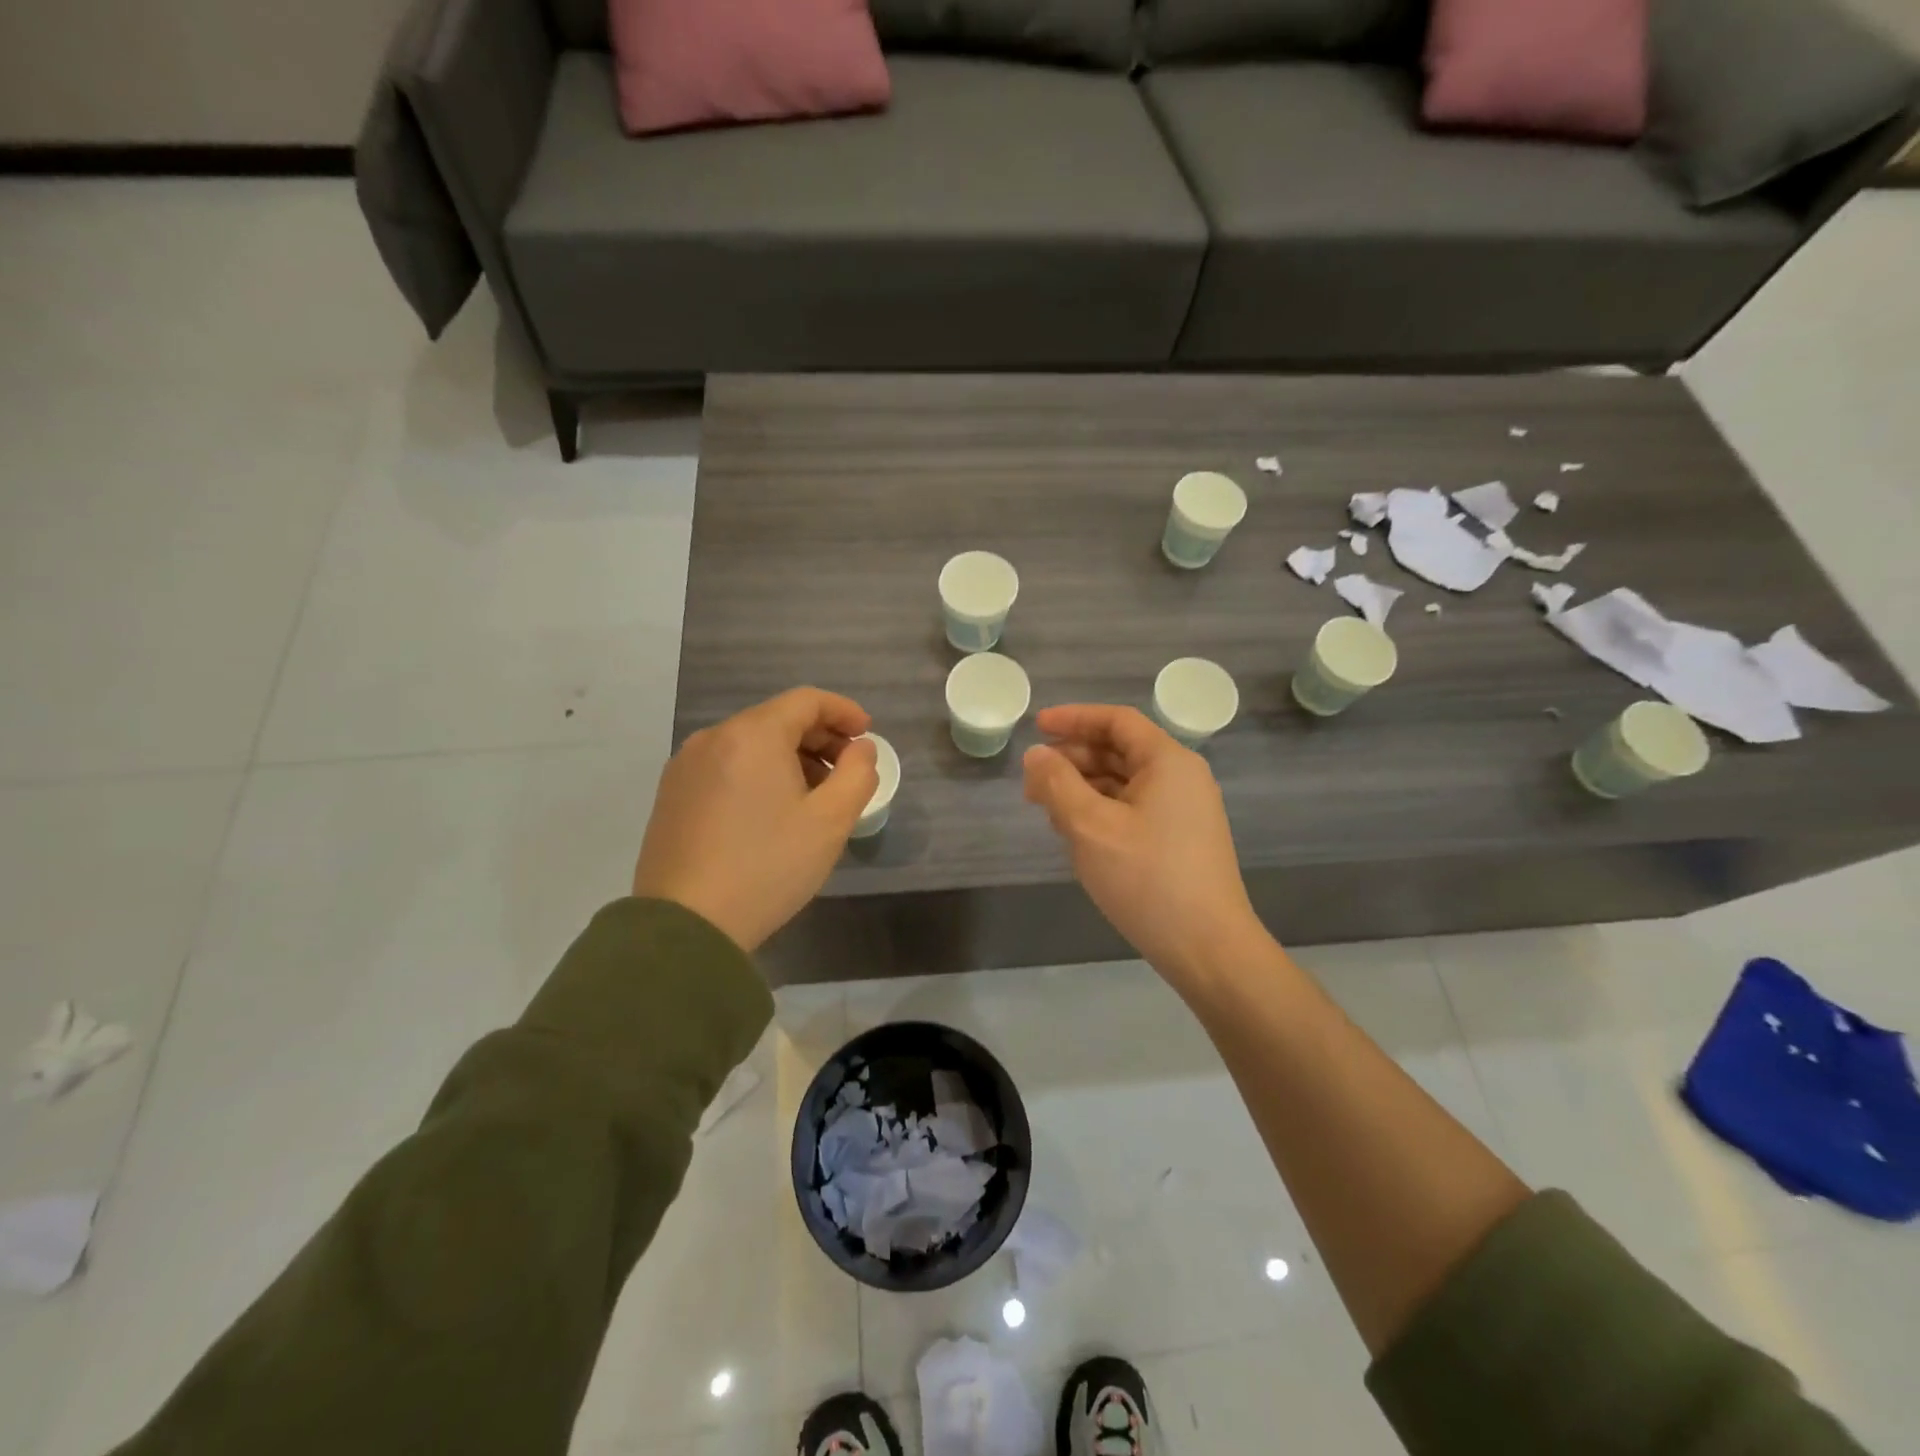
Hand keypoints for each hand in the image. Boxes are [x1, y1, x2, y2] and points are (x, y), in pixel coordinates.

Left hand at [633, 688, 879, 951]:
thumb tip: (860, 750)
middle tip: (847, 771)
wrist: (685, 926)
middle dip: (819, 738)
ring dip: (790, 758)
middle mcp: (713, 738)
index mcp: (752, 735)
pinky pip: (725, 766)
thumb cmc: (767, 866)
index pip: (806, 700)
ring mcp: (685, 766)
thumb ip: (858, 774)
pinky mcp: (671, 795)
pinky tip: (771, 812)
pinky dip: (758, 774)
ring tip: (813, 797)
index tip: (867, 736)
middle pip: (777, 719)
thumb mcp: (831, 821)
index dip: (844, 711)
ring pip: (750, 744)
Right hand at [1023, 705, 1260, 989]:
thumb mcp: (1090, 827)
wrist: (1208, 949)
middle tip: (1033, 780)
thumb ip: (1057, 784)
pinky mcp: (1180, 841)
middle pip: (1120, 751)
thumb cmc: (1147, 878)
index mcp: (1168, 761)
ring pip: (1125, 783)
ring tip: (1046, 807)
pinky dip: (1101, 811)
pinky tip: (1075, 832)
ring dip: (1084, 787)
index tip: (1036, 727)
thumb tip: (1036, 754)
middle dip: (1073, 759)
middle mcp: (1181, 778)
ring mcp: (1184, 812)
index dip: (1074, 719)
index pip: (1117, 721)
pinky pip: (1134, 809)